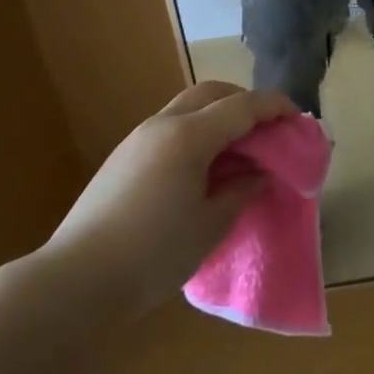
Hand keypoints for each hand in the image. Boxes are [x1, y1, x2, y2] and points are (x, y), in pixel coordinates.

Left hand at [40, 81, 293, 311]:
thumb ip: (240, 191)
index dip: (274, 106)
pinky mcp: (123, 158)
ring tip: (238, 147)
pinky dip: (196, 131)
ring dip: (218, 115)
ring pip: (187, 107)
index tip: (297, 116)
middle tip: (267, 126)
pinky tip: (204, 165)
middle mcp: (163, 125)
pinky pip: (170, 127)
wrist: (76, 281)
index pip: (242, 106)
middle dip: (244, 101)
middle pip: (211, 93)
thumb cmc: (154, 253)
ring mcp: (138, 139)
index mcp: (189, 136)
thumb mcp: (210, 225)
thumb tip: (258, 174)